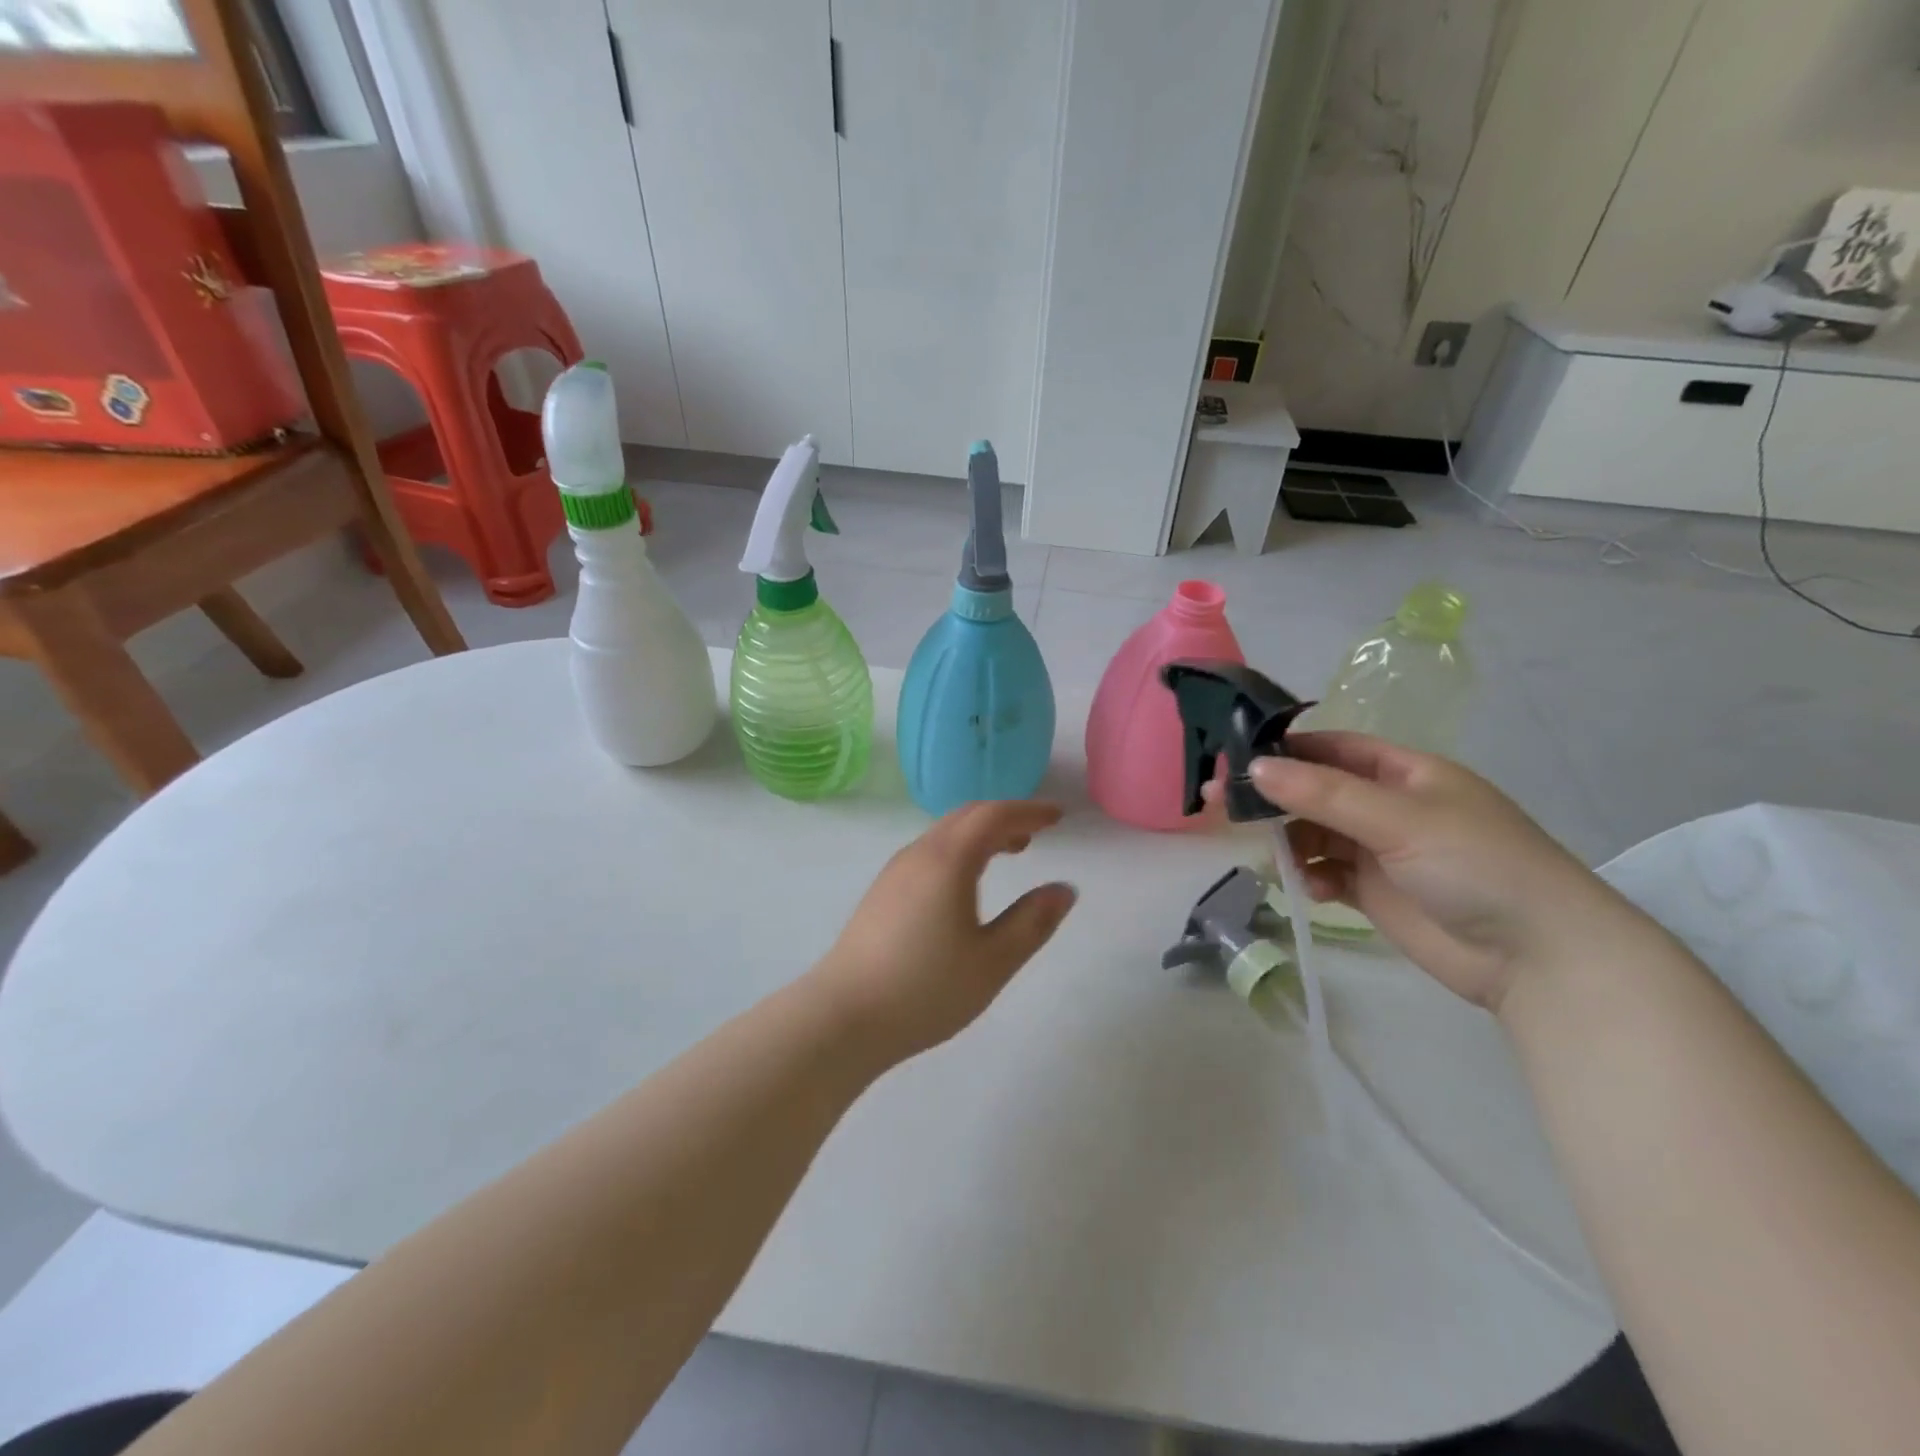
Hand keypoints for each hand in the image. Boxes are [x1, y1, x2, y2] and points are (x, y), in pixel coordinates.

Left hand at [811, 800, 1077, 1060]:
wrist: (843, 1016)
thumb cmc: (925, 989)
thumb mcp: (993, 962)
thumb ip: (1032, 922)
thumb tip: (1064, 889)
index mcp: (948, 861)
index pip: (994, 816)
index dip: (1028, 811)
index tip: (1058, 817)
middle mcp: (919, 854)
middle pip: (967, 816)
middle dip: (1005, 817)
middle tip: (1037, 832)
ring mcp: (895, 872)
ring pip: (945, 833)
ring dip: (980, 833)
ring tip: (1010, 852)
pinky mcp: (882, 892)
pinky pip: (930, 851)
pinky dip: (959, 849)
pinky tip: (967, 881)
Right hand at [1227, 733, 1633, 1010]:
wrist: (1538, 957)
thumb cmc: (1478, 865)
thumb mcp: (1400, 818)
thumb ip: (1324, 794)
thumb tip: (1255, 769)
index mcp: (1404, 773)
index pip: (1332, 748)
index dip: (1285, 750)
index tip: (1235, 759)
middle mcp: (1388, 806)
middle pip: (1314, 791)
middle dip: (1272, 797)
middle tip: (1220, 804)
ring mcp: (1381, 850)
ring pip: (1314, 832)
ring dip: (1289, 840)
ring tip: (1267, 854)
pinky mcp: (1374, 892)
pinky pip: (1325, 872)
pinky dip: (1310, 876)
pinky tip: (1312, 888)